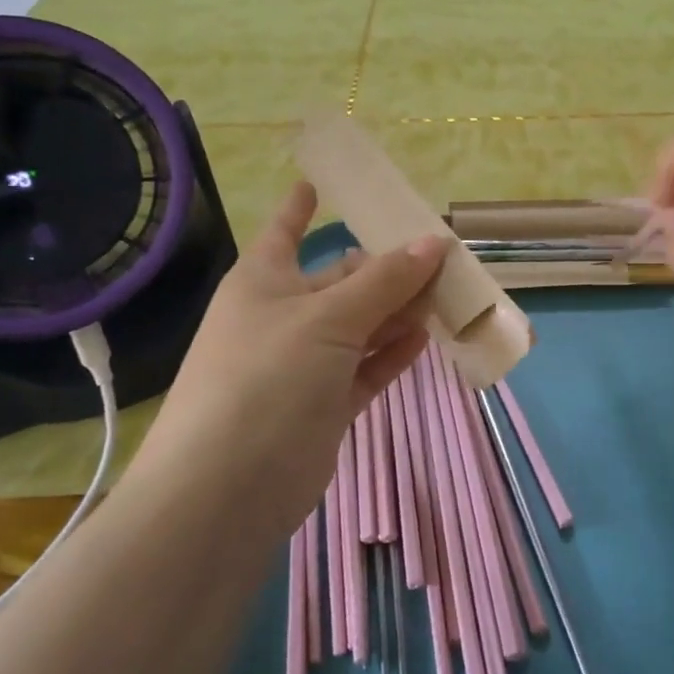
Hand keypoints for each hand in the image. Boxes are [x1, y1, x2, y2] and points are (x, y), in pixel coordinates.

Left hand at [139, 181, 443, 531]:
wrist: (225, 492)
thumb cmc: (267, 379)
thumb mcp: (328, 319)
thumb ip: (385, 282)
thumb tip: (434, 242)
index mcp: (264, 282)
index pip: (285, 230)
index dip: (301, 206)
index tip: (318, 181)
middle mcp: (282, 316)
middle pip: (340, 280)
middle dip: (385, 268)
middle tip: (440, 255)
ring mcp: (303, 364)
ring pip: (360, 325)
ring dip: (399, 311)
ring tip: (447, 293)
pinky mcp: (322, 405)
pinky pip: (365, 367)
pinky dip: (392, 353)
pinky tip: (426, 338)